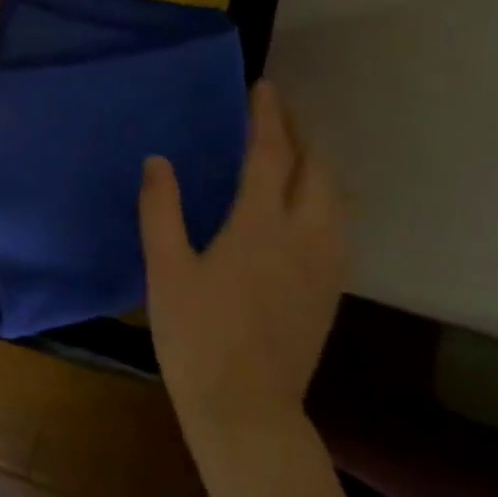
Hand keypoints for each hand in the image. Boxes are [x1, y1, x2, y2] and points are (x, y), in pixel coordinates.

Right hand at [140, 81, 346, 432]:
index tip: (263, 87)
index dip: (267, 117)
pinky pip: (339, 224)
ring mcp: (326, 265)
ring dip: (317, 162)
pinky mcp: (331, 289)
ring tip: (294, 149)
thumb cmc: (196, 336)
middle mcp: (304, 236)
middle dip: (301, 133)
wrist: (247, 409)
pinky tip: (306, 204)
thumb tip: (158, 160)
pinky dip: (325, 195)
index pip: (271, 154)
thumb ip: (161, 209)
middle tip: (277, 112)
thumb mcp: (165, 269)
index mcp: (260, 226)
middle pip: (316, 169)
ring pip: (336, 197)